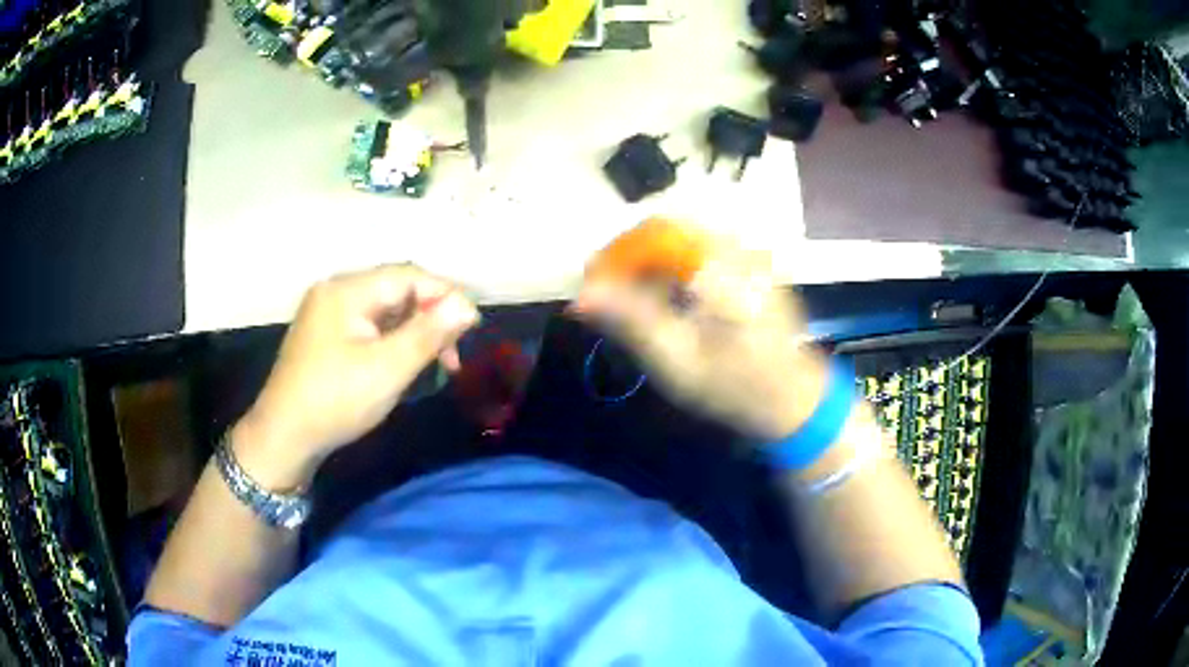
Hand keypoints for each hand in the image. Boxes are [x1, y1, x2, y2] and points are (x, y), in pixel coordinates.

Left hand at [233, 265, 478, 486]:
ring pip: (385, 310)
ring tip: (435, 363)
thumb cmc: (335, 401)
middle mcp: (335, 291)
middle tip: (453, 355)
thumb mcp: (387, 369)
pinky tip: (404, 363)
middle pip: (396, 290)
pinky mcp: (325, 334)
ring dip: (414, 331)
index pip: (408, 276)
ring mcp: (327, 312)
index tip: (472, 327)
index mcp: (346, 290)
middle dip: (430, 317)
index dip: (445, 295)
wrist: (283, 437)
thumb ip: (429, 333)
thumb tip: (467, 305)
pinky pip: (369, 325)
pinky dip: (392, 340)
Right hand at [574, 225, 827, 441]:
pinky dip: (674, 267)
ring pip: (683, 238)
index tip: (591, 287)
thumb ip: (631, 321)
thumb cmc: (736, 387)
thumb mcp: (678, 361)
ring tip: (630, 300)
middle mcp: (739, 247)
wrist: (793, 400)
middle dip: (630, 257)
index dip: (616, 255)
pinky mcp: (754, 263)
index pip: (655, 233)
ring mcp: (750, 253)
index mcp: (723, 267)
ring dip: (650, 262)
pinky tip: (665, 298)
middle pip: (668, 230)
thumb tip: (582, 297)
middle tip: (605, 294)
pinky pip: (702, 249)